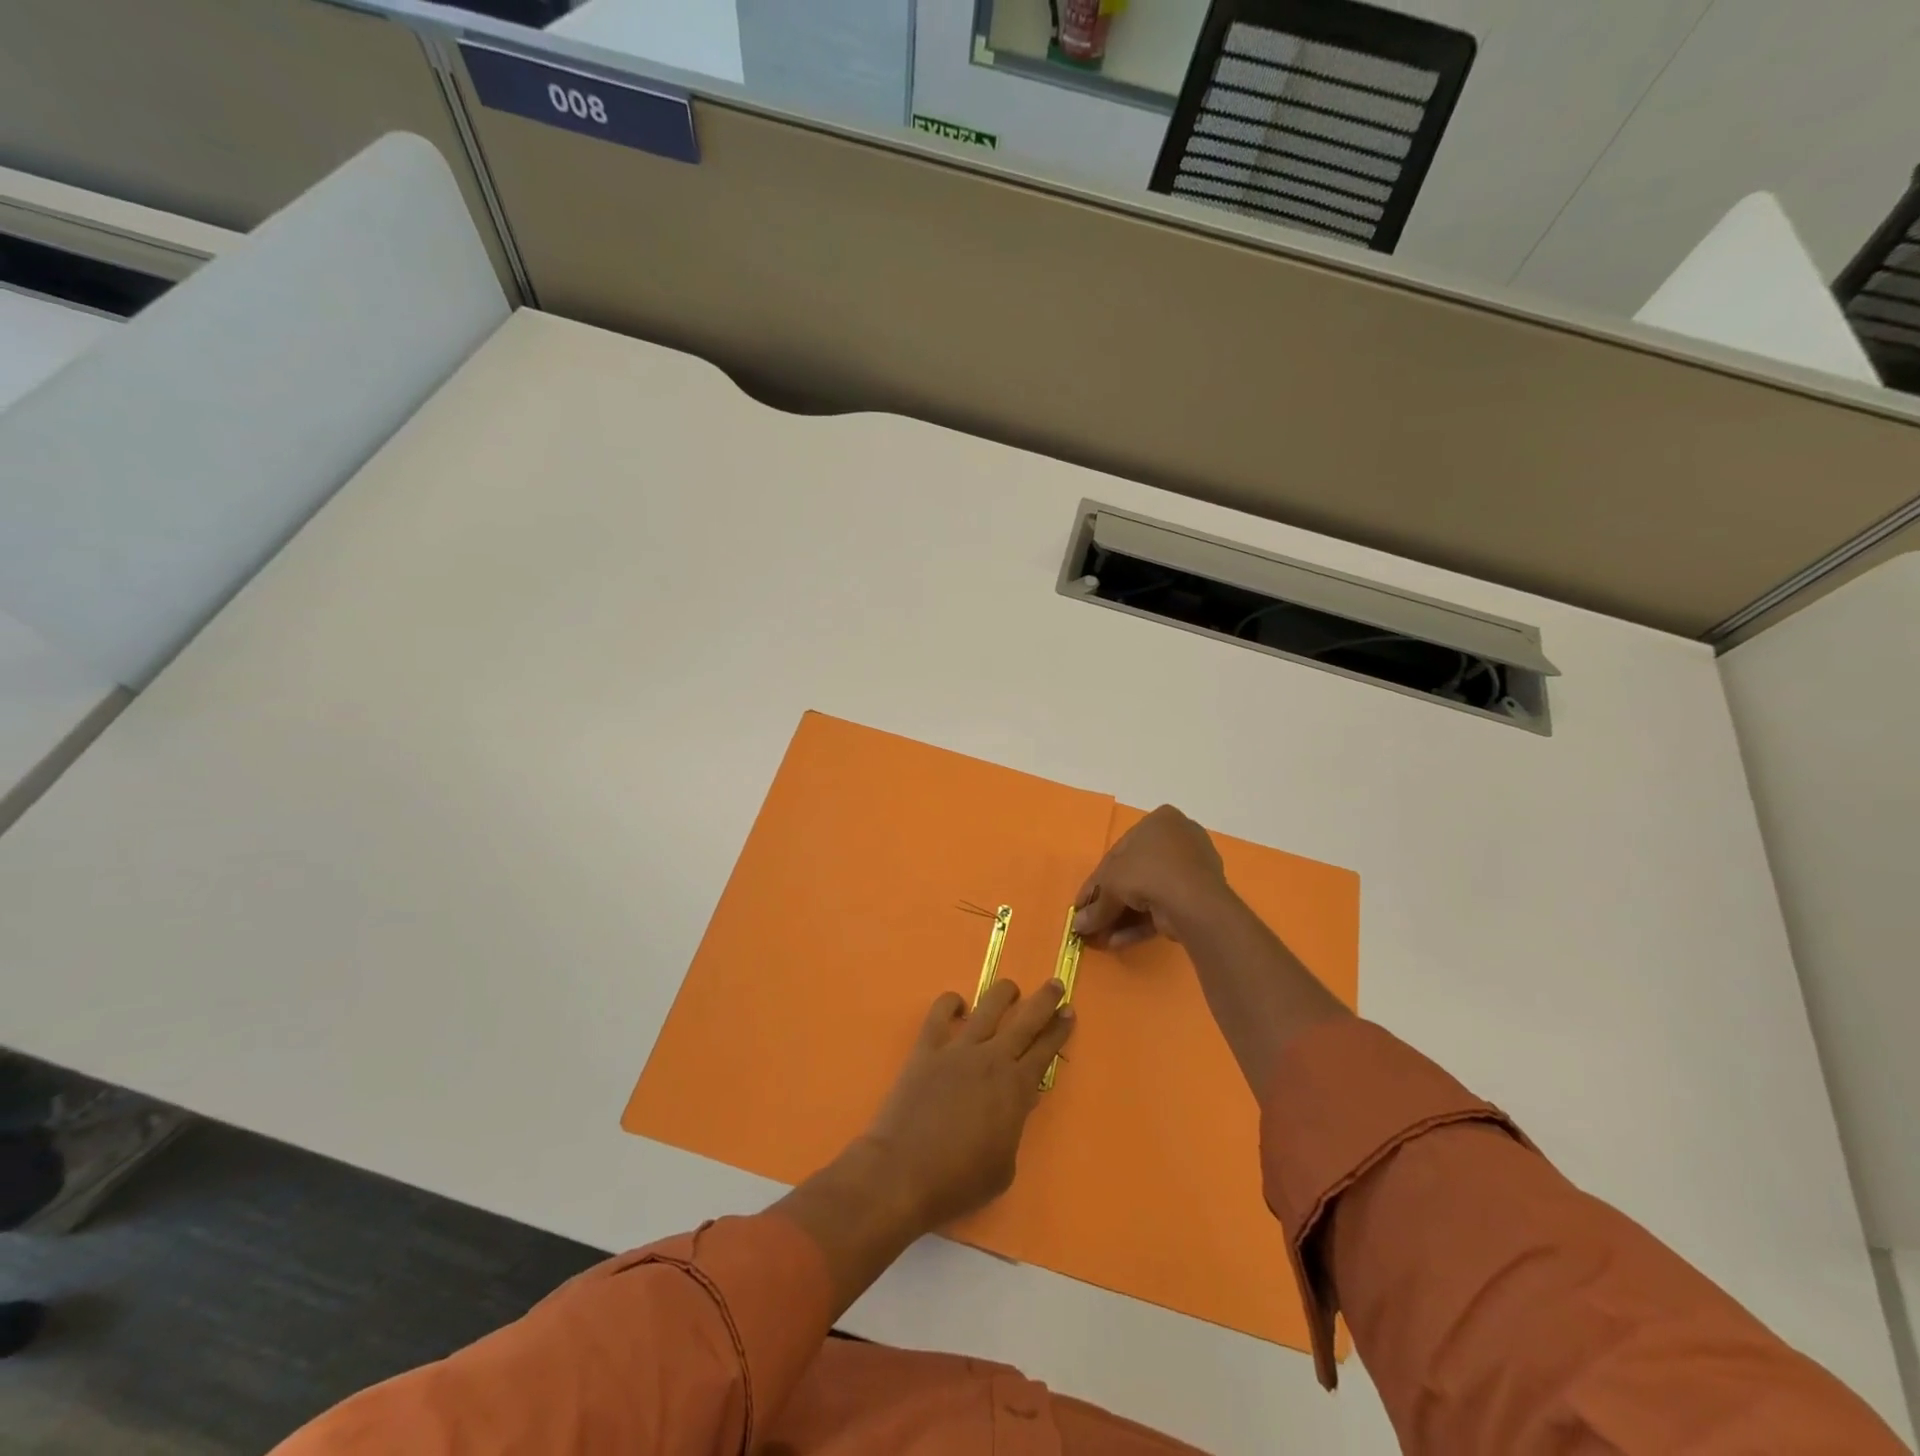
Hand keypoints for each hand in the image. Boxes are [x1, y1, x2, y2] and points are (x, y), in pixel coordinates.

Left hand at [863, 979, 1074, 1232]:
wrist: (903, 1173)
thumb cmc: (958, 1180)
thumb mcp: (1004, 1166)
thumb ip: (1014, 1127)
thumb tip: (1016, 1102)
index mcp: (1016, 1089)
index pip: (1045, 1050)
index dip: (1059, 1030)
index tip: (1069, 1012)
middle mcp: (992, 1059)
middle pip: (1025, 1020)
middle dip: (1044, 1000)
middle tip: (1056, 984)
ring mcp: (958, 1049)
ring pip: (988, 1006)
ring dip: (1004, 993)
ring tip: (1011, 988)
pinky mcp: (927, 1048)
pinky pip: (941, 1012)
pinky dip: (951, 1003)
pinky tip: (959, 1005)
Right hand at [1073, 804, 1236, 948]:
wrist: (1192, 901)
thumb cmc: (1146, 872)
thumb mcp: (1110, 884)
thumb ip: (1095, 905)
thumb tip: (1077, 925)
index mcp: (1159, 821)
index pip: (1119, 852)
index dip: (1097, 881)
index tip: (1084, 904)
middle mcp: (1178, 840)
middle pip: (1134, 874)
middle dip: (1112, 902)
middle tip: (1093, 922)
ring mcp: (1192, 869)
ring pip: (1149, 894)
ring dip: (1123, 917)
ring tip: (1102, 938)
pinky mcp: (1200, 897)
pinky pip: (1164, 906)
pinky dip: (1141, 924)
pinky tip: (1119, 942)